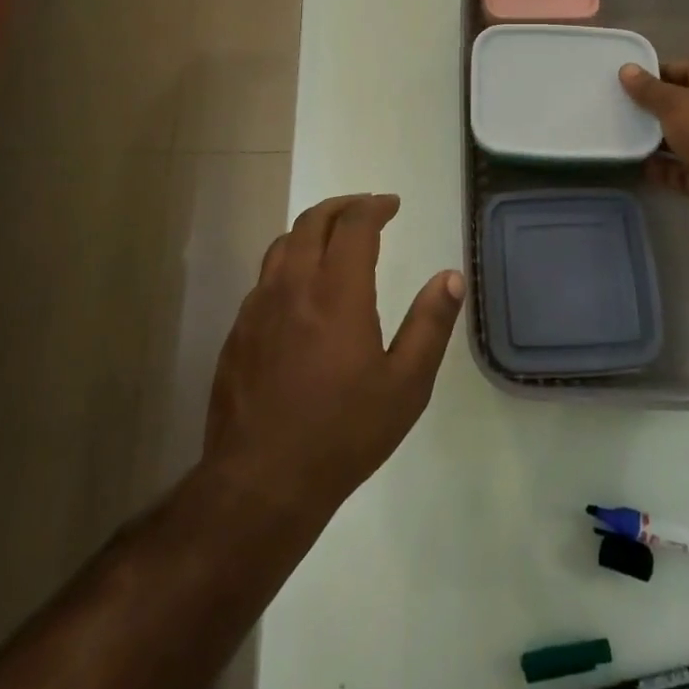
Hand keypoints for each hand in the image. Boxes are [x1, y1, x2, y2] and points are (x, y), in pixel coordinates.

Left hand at [204, 194, 462, 515]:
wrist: (260, 484)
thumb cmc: (343, 434)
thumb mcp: (406, 385)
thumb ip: (430, 324)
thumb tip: (450, 277)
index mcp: (337, 292)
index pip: (354, 224)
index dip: (374, 207)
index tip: (392, 205)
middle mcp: (293, 286)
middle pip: (313, 221)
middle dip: (343, 206)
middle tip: (366, 209)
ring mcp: (258, 307)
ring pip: (283, 244)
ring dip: (312, 229)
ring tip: (334, 238)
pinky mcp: (238, 331)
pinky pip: (265, 278)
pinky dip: (289, 262)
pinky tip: (301, 289)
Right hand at [619, 61, 688, 237]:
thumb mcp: (677, 104)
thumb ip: (650, 89)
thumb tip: (626, 69)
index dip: (661, 71)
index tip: (630, 75)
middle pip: (683, 106)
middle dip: (654, 106)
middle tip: (618, 103)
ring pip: (680, 139)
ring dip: (654, 137)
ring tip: (620, 130)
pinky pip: (677, 170)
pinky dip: (659, 167)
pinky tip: (634, 162)